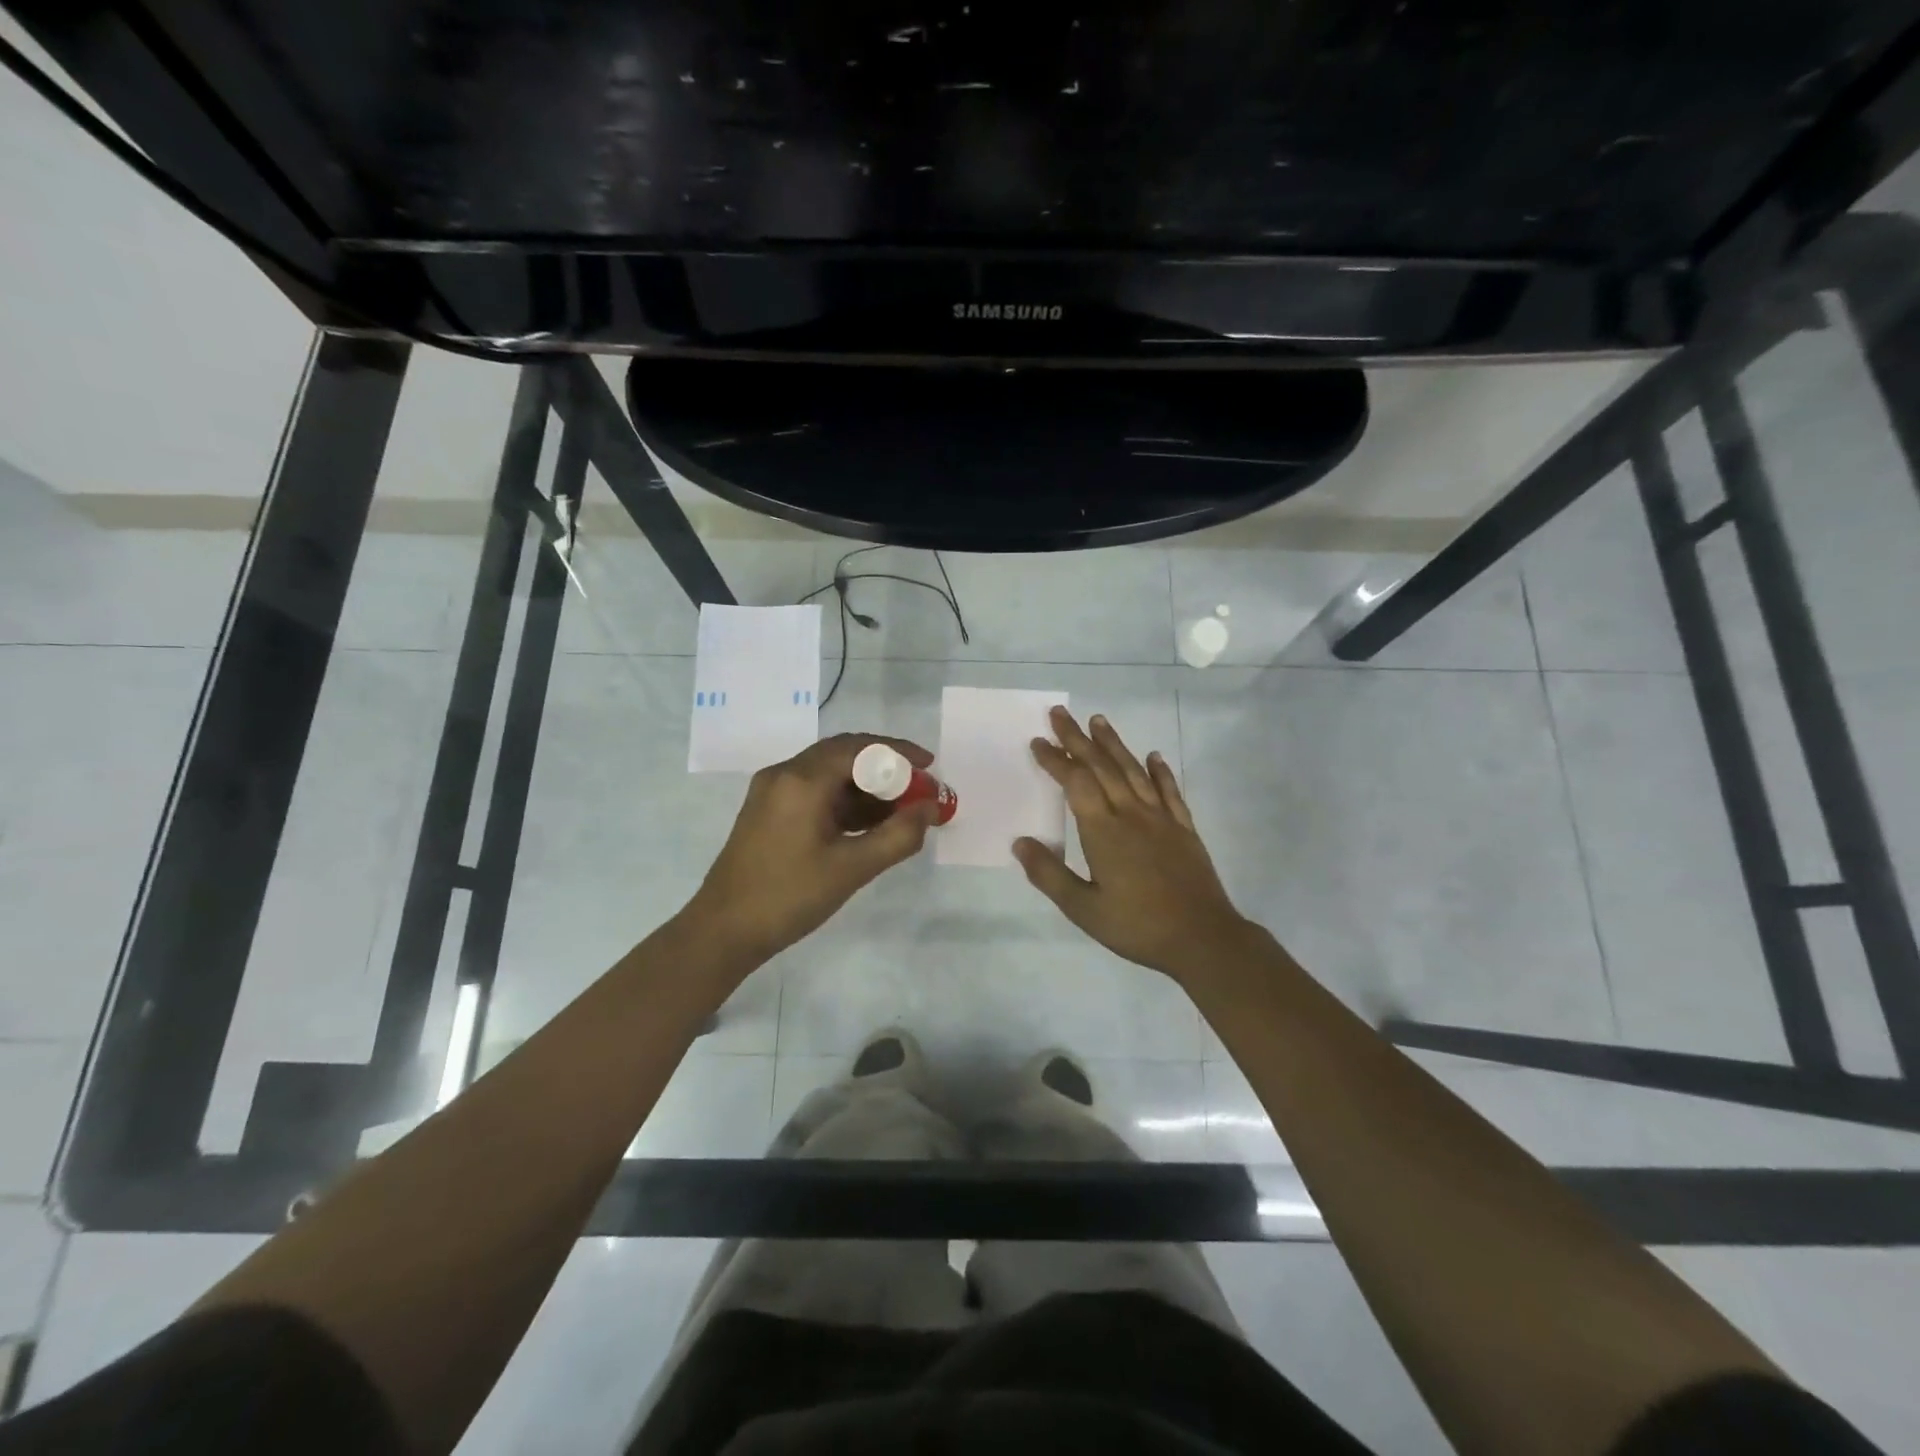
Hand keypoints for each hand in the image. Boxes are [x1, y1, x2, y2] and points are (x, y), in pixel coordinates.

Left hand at [686, 733, 938, 964]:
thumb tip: (930, 809)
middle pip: (844, 754)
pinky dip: (845, 800)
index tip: (930, 768)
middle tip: (919, 789)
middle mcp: (785, 774)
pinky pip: (815, 791)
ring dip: (866, 786)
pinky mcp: (769, 810)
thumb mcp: (851, 868)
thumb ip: (898, 836)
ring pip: (830, 773)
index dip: (899, 753)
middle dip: (886, 768)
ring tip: (901, 811)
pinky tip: (870, 824)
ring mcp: (773, 791)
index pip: (860, 748)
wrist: (723, 930)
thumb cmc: (789, 896)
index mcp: (802, 780)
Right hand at [1015, 707, 1250, 979]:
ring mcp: (1161, 819)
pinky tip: (1153, 756)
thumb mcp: (1083, 909)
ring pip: (1133, 771)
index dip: (1056, 760)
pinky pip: (1169, 791)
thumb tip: (1019, 842)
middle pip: (1101, 767)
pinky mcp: (1184, 829)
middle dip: (1078, 739)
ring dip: (1114, 744)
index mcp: (1103, 831)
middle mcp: (1131, 814)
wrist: (1202, 938)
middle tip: (1060, 714)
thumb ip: (1049, 874)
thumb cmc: (1137, 926)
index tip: (1039, 742)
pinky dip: (1160, 771)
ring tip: (1098, 720)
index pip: (1076, 783)